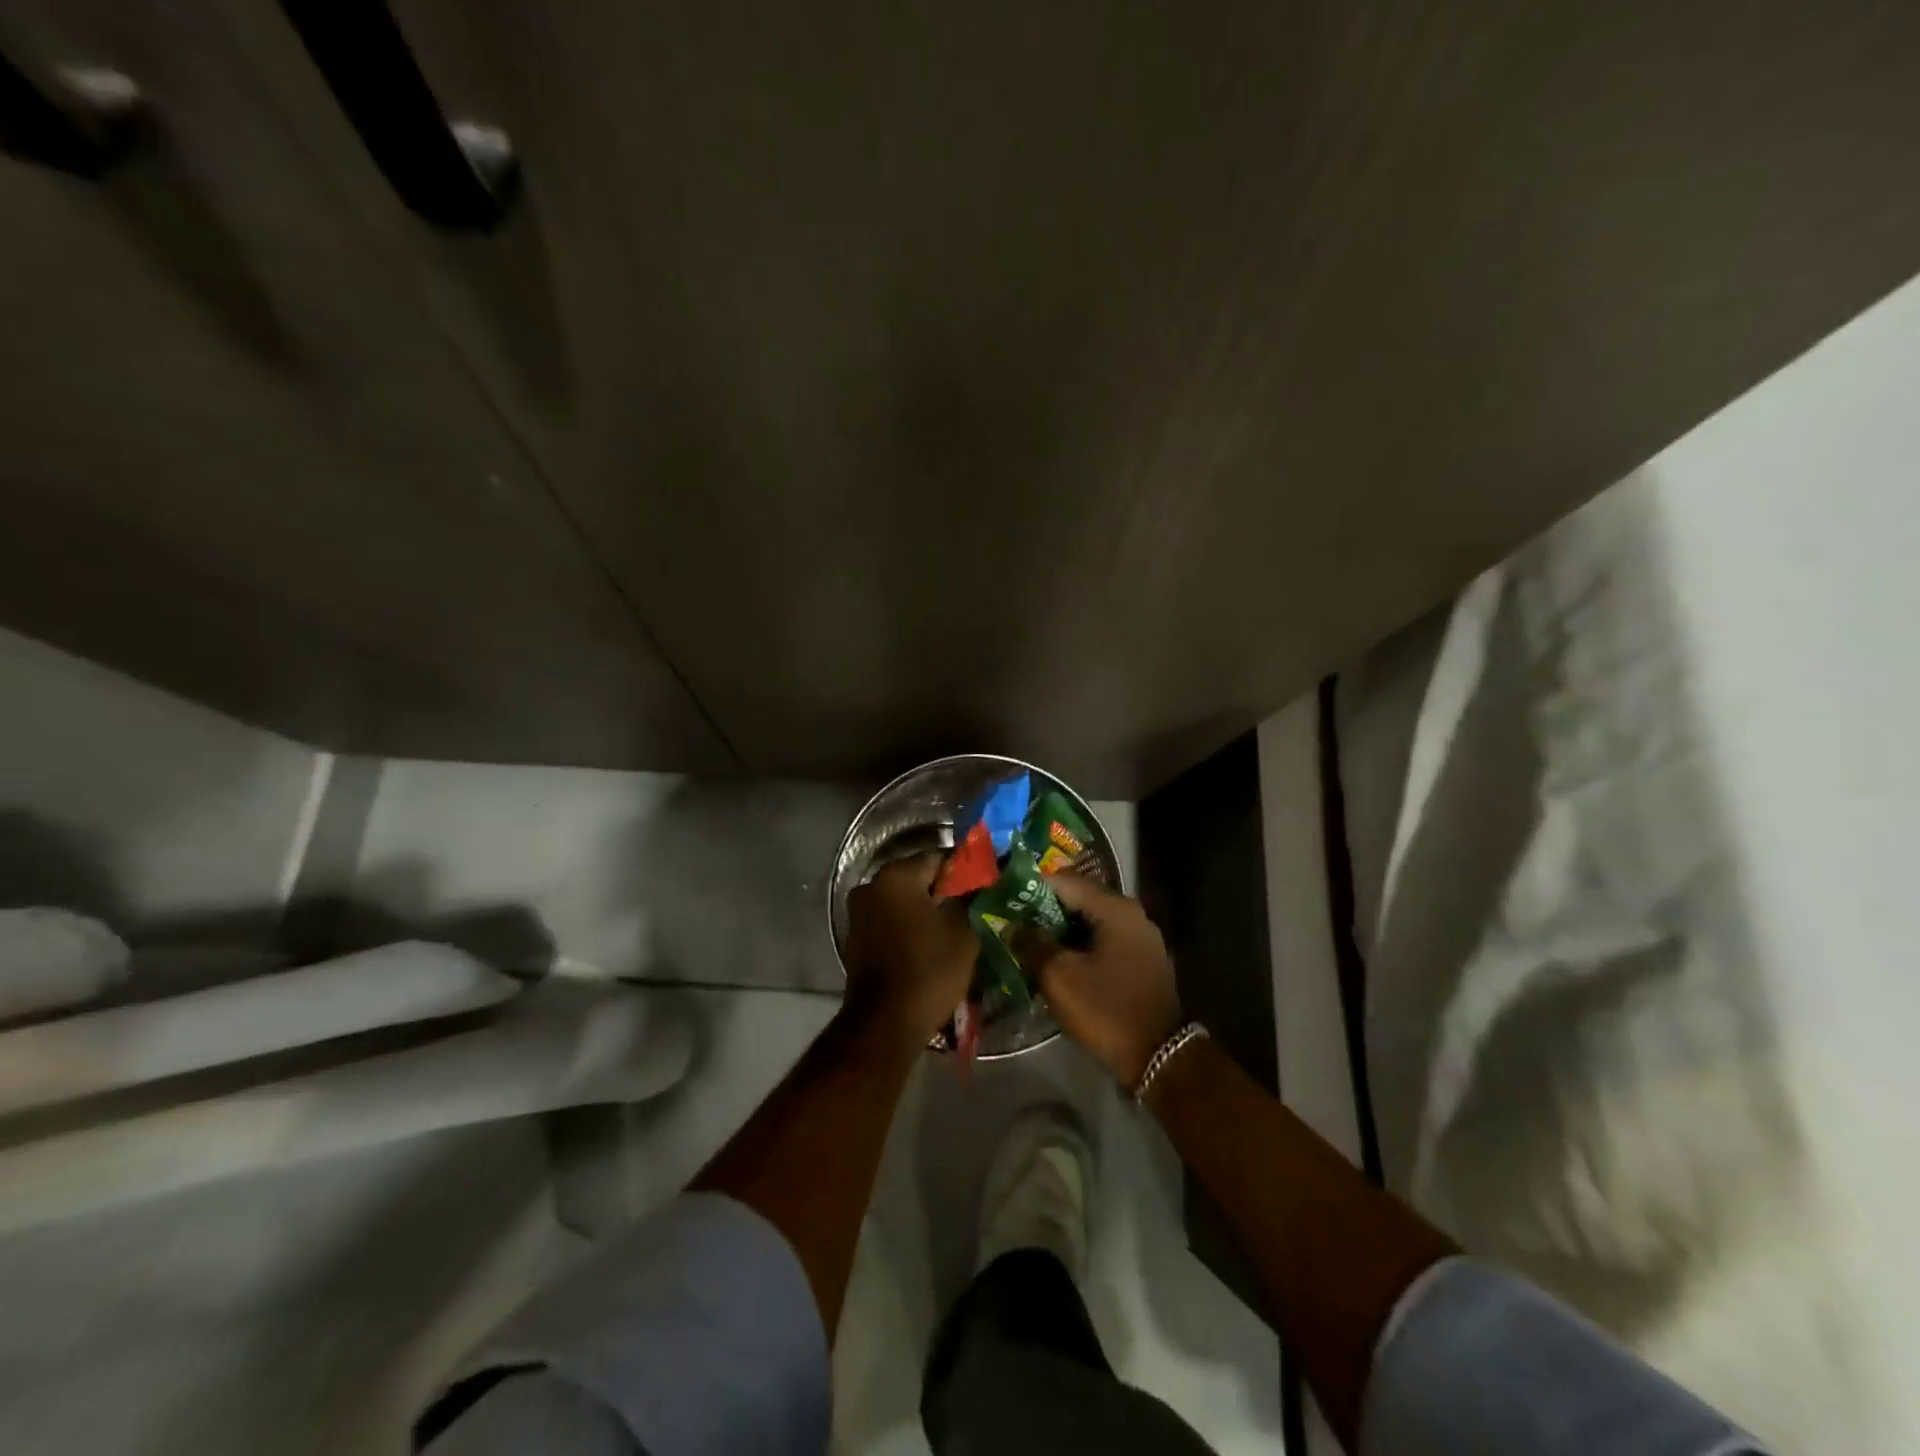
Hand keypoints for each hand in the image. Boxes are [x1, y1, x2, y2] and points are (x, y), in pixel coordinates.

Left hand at [845, 853, 977, 1045]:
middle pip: (918, 878)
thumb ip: (969, 898)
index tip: (984, 889)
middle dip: (944, 892)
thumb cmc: (929, 970)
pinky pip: (890, 922)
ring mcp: (859, 913)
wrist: (885, 1024)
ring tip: (954, 931)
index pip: (939, 858)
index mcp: (896, 876)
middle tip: (973, 910)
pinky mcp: (856, 938)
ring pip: (903, 902)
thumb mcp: (964, 931)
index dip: (964, 872)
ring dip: (926, 911)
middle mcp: (871, 886)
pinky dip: (909, 928)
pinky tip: (930, 946)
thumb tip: (976, 884)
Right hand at [1015, 874, 1183, 1087]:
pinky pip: (1102, 942)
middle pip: (1078, 900)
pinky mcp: (1142, 961)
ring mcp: (1140, 938)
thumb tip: (1012, 926)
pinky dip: (1079, 947)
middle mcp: (1131, 914)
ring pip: (1089, 923)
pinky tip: (1058, 964)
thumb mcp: (1059, 978)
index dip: (1030, 887)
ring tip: (1029, 945)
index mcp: (1114, 908)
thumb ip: (1032, 944)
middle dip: (1043, 911)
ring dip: (1060, 932)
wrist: (1160, 1058)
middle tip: (1012, 924)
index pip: (1064, 881)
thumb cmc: (1107, 1010)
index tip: (1004, 900)